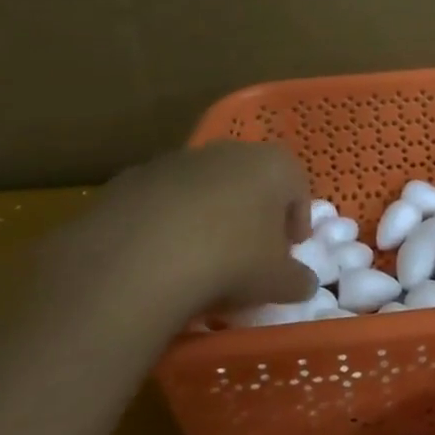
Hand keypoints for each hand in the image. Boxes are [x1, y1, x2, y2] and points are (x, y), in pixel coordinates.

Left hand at [38, 142, 315, 333]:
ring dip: (207, 217)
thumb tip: (304, 284)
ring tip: (200, 261)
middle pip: (250, 183)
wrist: (138, 261)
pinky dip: (165, 224)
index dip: (295, 222)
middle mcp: (228, 151)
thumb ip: (298, 279)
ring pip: (203, 189)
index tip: (289, 252)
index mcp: (273, 164)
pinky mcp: (130, 179)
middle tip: (247, 256)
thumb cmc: (231, 260)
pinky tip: (159, 259)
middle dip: (251, 215)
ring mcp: (176, 161)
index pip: (297, 189)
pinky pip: (160, 203)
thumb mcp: (278, 282)